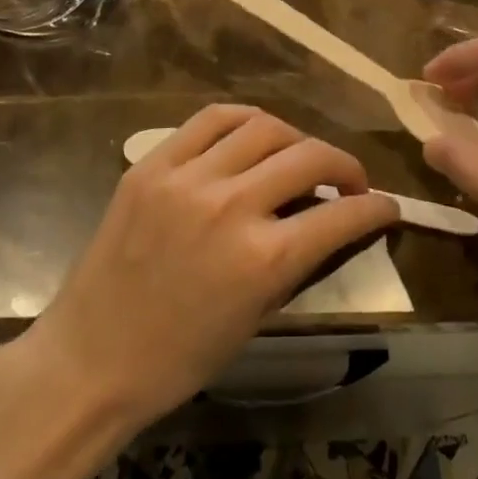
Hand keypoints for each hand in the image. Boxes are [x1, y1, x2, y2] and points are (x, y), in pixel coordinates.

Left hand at [20, 106, 398, 430]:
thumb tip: (329, 219)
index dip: (375, 206)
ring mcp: (187, 177)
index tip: (386, 205)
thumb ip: (296, 261)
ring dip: (295, 137)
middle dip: (344, 163)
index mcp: (262, 260)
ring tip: (297, 154)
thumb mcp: (255, 317)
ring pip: (263, 126)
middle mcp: (231, 206)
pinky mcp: (153, 163)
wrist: (91, 358)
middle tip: (348, 178)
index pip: (341, 215)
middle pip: (308, 155)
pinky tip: (252, 133)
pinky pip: (210, 119)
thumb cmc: (179, 358)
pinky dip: (243, 120)